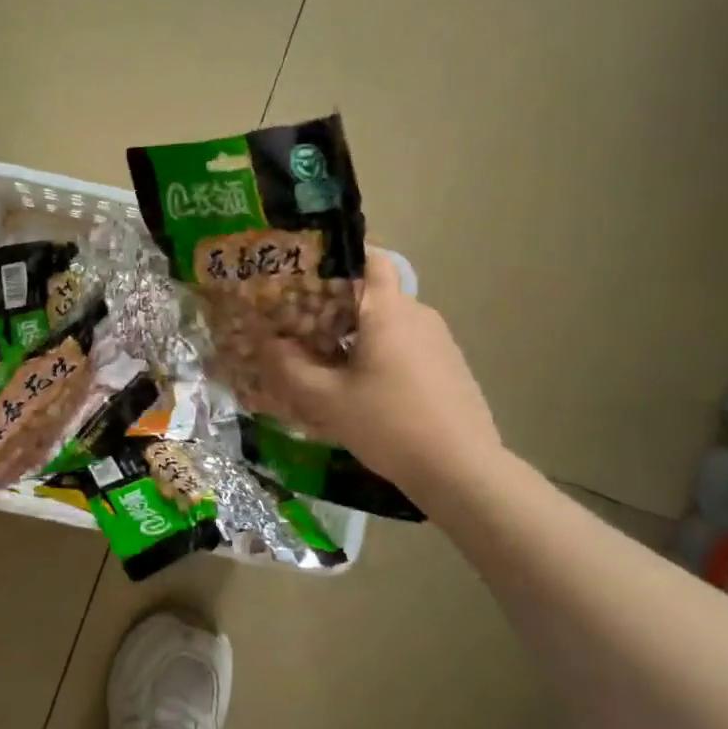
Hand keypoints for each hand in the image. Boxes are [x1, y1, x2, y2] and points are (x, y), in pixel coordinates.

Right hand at [257, 251, 507, 501]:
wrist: (463, 472)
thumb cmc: (390, 425)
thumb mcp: (327, 400)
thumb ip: (289, 367)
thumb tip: (264, 341)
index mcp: (389, 310)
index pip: (368, 257)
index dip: (336, 257)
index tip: (304, 272)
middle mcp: (417, 314)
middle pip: (371, 293)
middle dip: (333, 304)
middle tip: (298, 324)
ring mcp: (438, 340)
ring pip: (387, 322)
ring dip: (355, 333)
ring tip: (323, 359)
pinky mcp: (448, 366)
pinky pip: (404, 344)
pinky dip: (378, 352)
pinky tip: (360, 386)